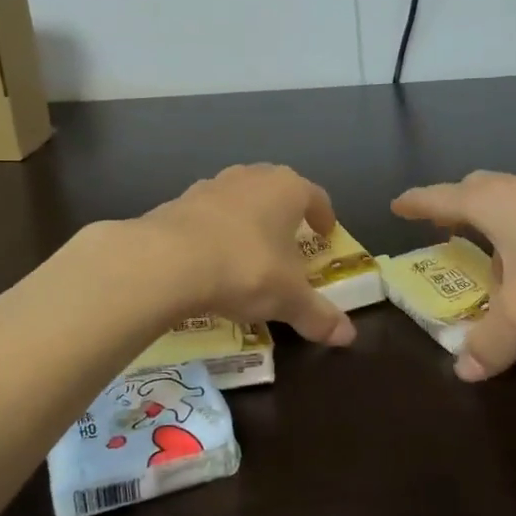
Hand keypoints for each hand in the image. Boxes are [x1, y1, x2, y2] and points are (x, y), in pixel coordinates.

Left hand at [137, 164, 356, 346]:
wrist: (167, 261)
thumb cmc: (245, 269)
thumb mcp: (288, 299)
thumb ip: (318, 315)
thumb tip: (348, 337)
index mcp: (286, 189)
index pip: (315, 196)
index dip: (323, 215)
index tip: (325, 234)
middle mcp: (250, 178)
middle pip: (275, 189)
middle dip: (284, 214)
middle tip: (288, 240)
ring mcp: (210, 186)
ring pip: (237, 199)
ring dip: (246, 220)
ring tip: (247, 251)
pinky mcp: (177, 202)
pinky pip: (205, 216)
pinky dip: (213, 232)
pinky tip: (209, 260)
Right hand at [392, 172, 515, 380]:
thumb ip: (494, 339)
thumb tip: (464, 369)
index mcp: (495, 203)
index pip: (441, 198)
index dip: (417, 204)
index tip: (397, 206)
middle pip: (478, 193)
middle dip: (456, 211)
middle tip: (441, 233)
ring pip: (515, 210)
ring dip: (497, 233)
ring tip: (493, 270)